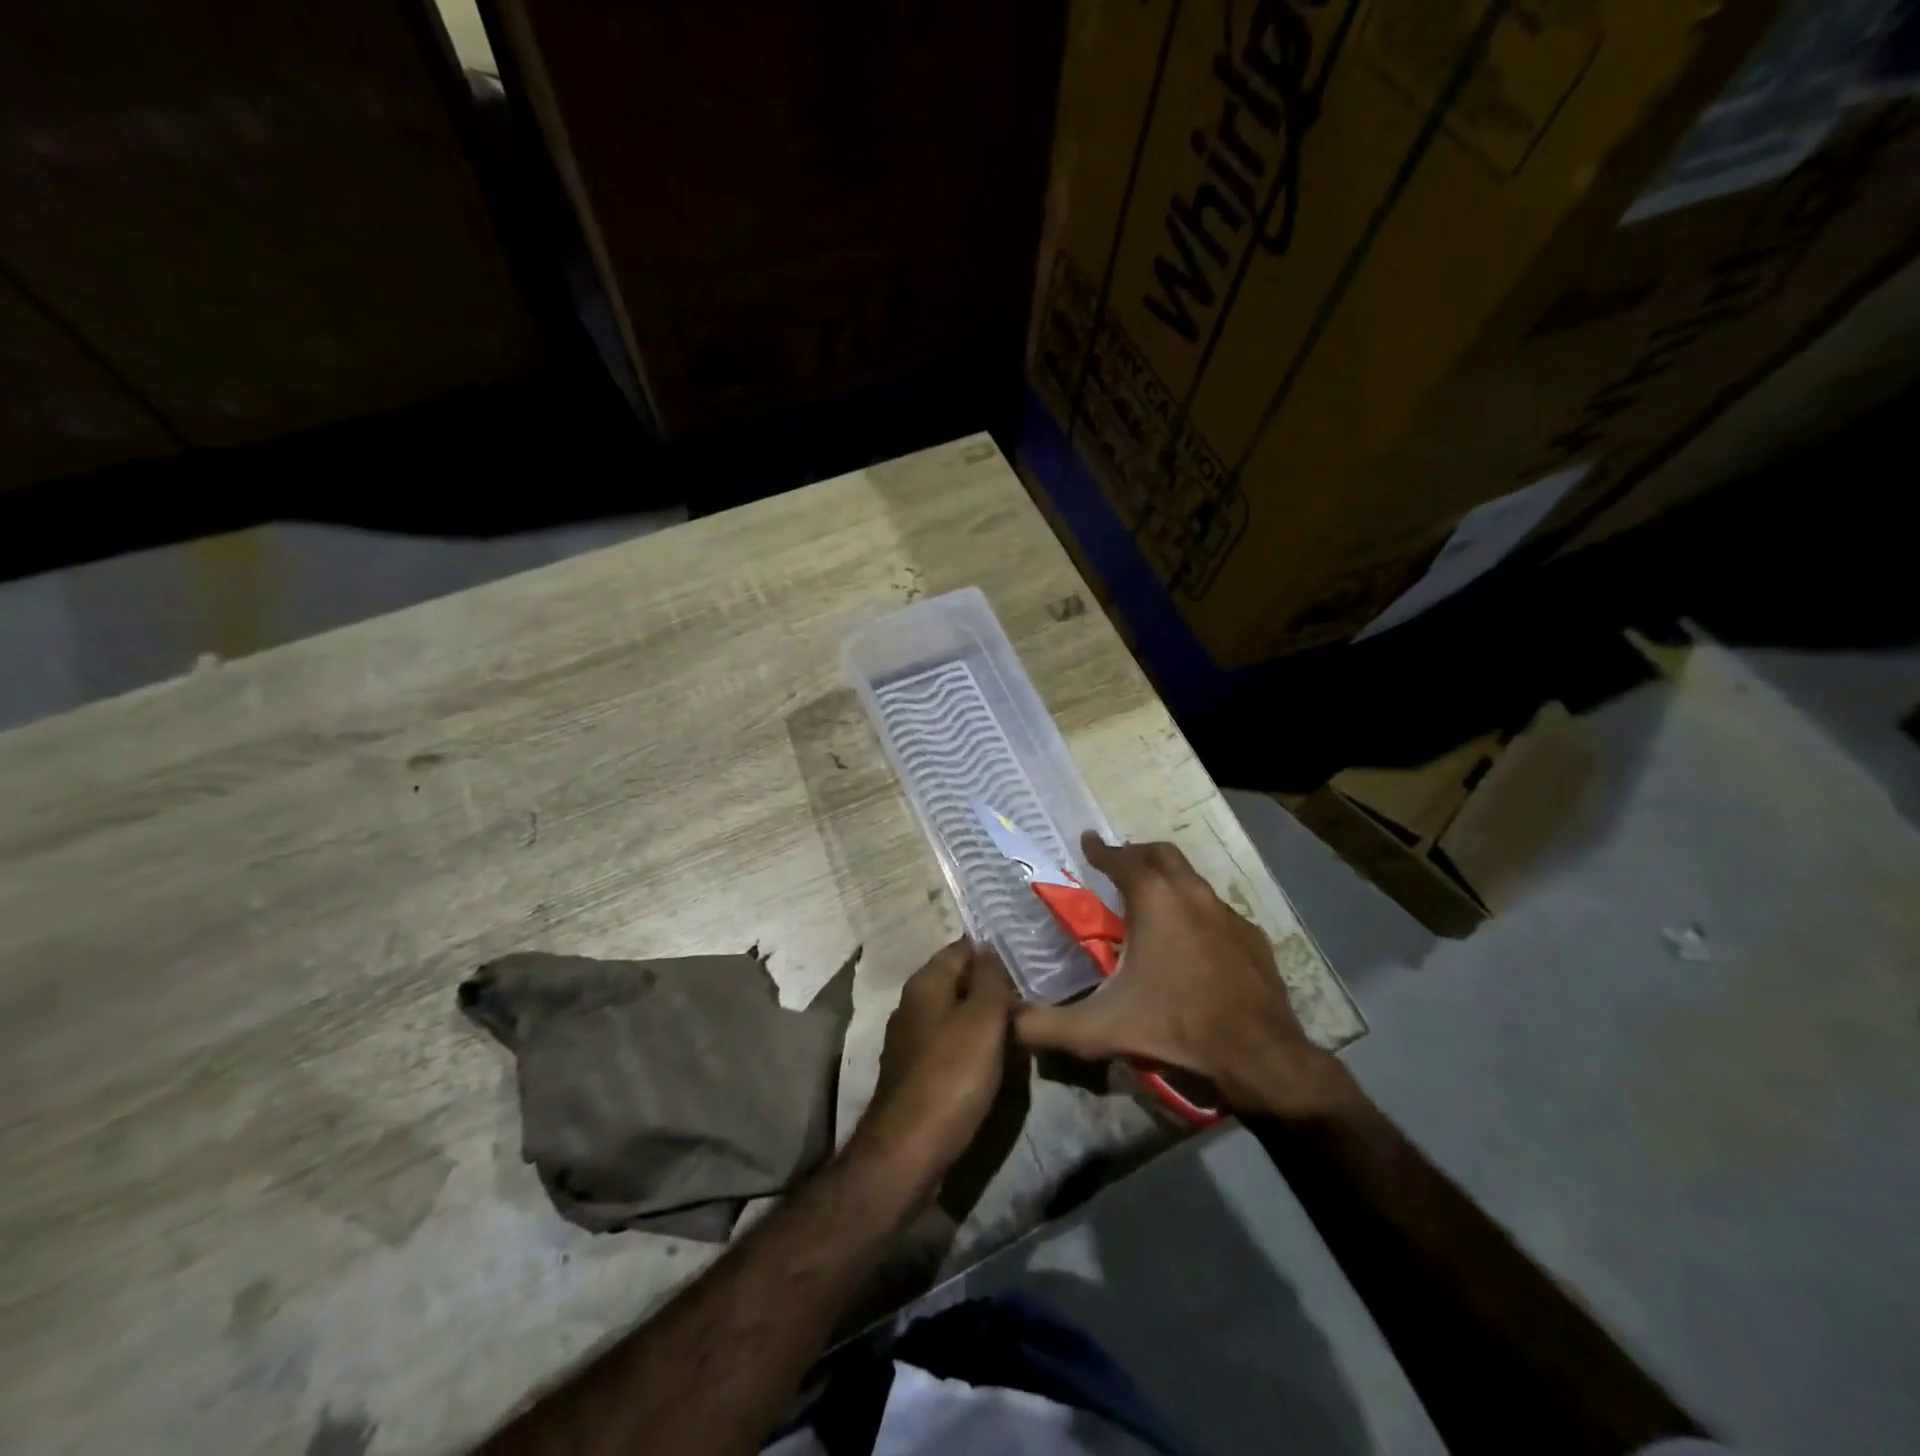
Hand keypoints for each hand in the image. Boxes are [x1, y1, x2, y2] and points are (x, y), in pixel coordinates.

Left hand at [852, 939, 1016, 1194]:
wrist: (908, 1149)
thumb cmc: (952, 1075)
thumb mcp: (982, 1020)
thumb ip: (988, 980)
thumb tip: (987, 946)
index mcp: (926, 982)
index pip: (962, 948)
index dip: (993, 950)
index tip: (1026, 958)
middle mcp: (912, 1003)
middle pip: (956, 980)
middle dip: (990, 984)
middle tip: (1030, 992)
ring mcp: (910, 1038)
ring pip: (953, 1012)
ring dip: (982, 1015)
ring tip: (1019, 1022)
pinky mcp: (915, 1070)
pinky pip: (948, 1042)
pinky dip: (970, 1043)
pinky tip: (992, 1056)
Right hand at [1015, 835, 1348, 1118]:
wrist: (1258, 1055)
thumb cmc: (1174, 1027)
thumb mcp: (1098, 1030)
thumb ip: (1044, 1025)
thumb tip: (1006, 1019)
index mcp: (1154, 900)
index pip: (1121, 859)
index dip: (1100, 849)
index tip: (1088, 841)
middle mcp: (1192, 894)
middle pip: (1162, 855)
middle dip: (1137, 853)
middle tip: (1119, 864)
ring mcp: (1227, 914)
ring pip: (1193, 881)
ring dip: (1168, 881)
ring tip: (1152, 902)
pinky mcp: (1252, 938)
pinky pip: (1216, 911)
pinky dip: (1196, 912)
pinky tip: (1191, 942)